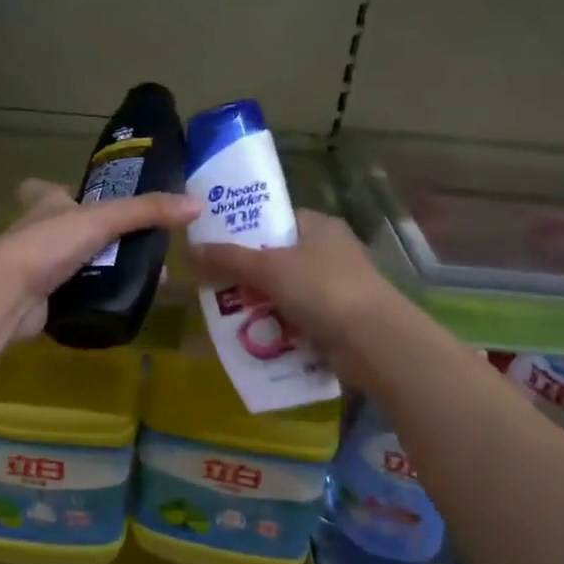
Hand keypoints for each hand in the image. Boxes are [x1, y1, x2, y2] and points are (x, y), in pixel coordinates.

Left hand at [0, 179, 200, 340]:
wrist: (6, 297)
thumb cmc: (48, 244)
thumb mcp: (102, 219)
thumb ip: (147, 211)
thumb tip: (196, 204)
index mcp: (44, 203)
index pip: (47, 189)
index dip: (65, 191)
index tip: (89, 198)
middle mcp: (36, 232)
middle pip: (68, 229)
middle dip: (100, 236)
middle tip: (140, 245)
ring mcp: (34, 268)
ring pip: (74, 264)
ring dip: (103, 270)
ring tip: (143, 277)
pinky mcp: (40, 301)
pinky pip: (73, 296)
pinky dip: (95, 298)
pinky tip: (122, 302)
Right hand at [189, 211, 400, 384]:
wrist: (374, 343)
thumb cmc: (323, 290)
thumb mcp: (269, 268)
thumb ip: (228, 258)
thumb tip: (189, 250)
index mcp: (318, 226)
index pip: (274, 220)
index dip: (243, 230)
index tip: (214, 245)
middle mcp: (329, 252)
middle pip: (275, 258)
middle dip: (245, 274)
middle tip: (213, 285)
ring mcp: (335, 288)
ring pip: (283, 291)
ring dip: (258, 304)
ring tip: (226, 315)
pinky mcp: (336, 320)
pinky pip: (296, 319)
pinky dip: (277, 327)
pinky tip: (253, 337)